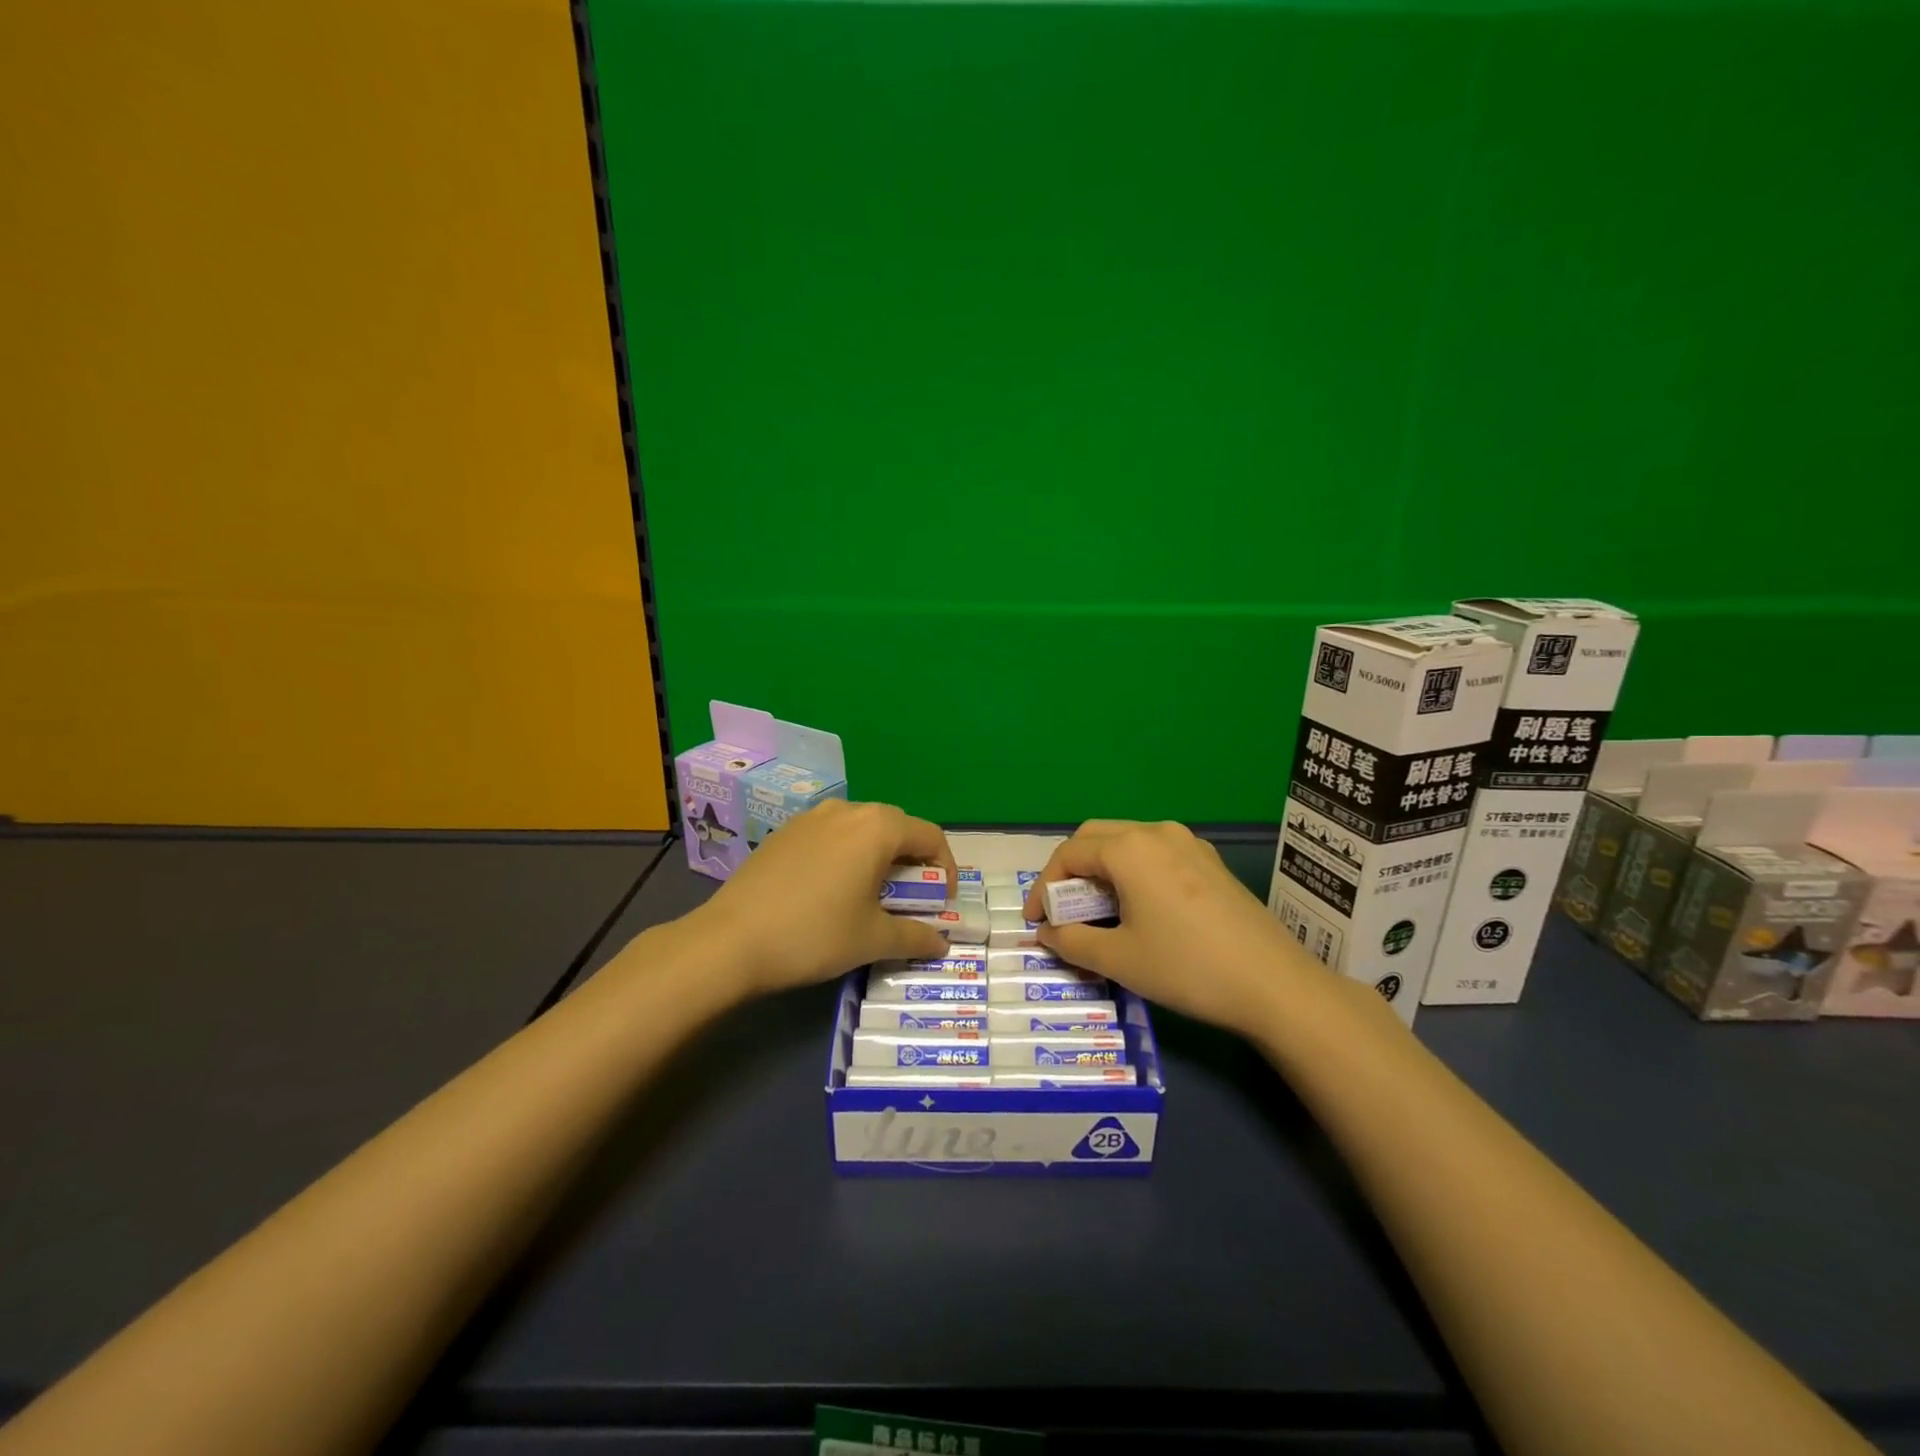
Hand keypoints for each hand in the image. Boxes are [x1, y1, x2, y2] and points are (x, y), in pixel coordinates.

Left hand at [699, 799, 957, 995]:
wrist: (730, 940)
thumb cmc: (814, 934)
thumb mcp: (872, 940)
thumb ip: (915, 937)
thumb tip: (941, 944)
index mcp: (877, 828)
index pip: (930, 836)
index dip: (945, 869)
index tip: (942, 903)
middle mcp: (847, 810)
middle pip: (896, 828)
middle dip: (912, 862)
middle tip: (911, 900)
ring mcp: (811, 818)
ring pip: (861, 829)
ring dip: (878, 857)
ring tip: (871, 895)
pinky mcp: (784, 832)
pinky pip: (830, 836)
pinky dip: (846, 855)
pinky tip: (830, 890)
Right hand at [1021, 820, 1349, 1035]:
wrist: (1274, 984)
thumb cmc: (1186, 968)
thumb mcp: (1118, 959)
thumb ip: (1071, 941)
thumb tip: (1046, 932)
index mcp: (1129, 849)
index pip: (1068, 854)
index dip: (1044, 887)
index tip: (1035, 922)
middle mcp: (1156, 832)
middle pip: (1095, 838)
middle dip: (1070, 870)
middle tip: (1061, 910)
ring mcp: (1188, 843)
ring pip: (1127, 842)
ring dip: (1102, 869)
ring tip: (1096, 910)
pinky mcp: (1210, 861)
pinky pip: (1156, 854)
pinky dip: (1132, 872)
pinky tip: (1138, 907)